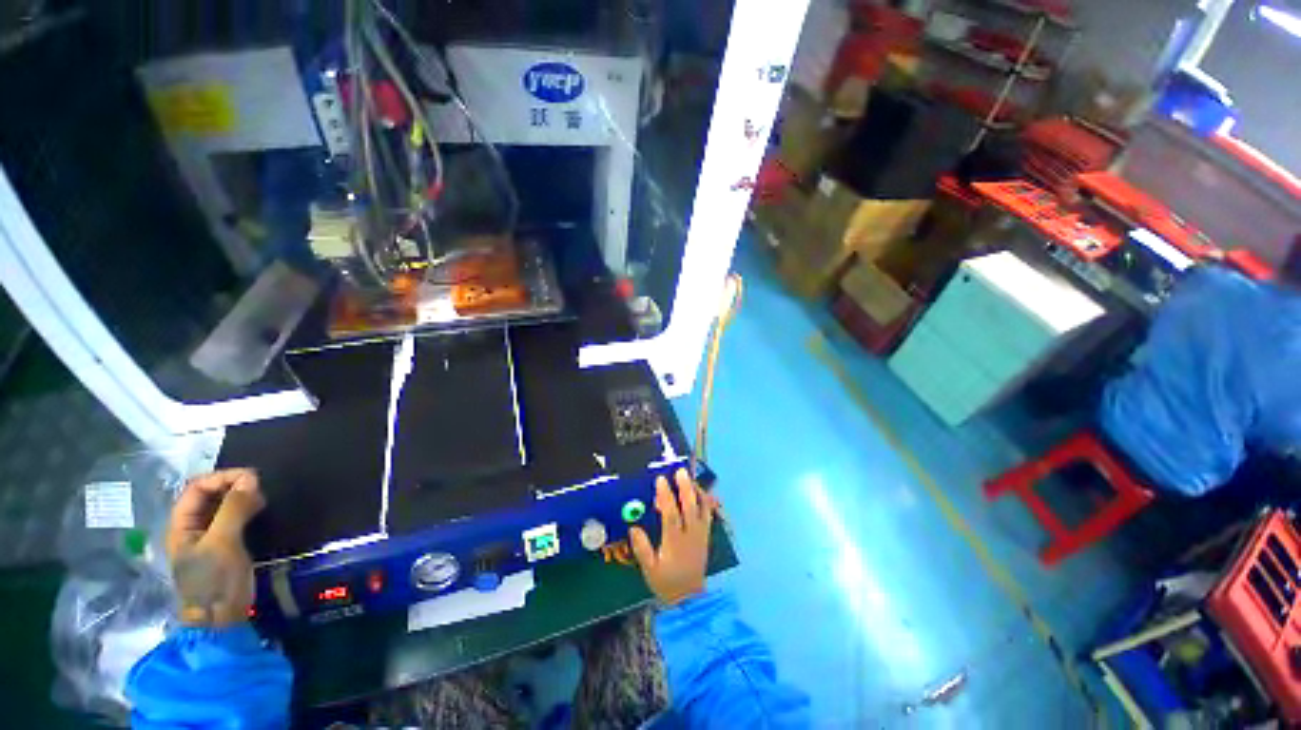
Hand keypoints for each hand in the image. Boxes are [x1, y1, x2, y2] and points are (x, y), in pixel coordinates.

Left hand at [166, 469, 264, 626]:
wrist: (220, 619)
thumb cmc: (215, 581)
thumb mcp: (223, 543)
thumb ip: (233, 509)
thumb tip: (251, 479)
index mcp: (181, 525)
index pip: (197, 488)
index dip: (223, 478)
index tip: (253, 478)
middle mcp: (191, 527)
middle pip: (209, 495)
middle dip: (234, 486)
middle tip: (260, 489)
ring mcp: (208, 538)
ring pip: (222, 506)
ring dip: (242, 497)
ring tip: (263, 499)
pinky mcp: (225, 546)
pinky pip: (233, 518)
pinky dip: (247, 509)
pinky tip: (260, 511)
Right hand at [629, 469, 719, 605]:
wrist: (689, 599)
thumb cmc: (666, 584)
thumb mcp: (649, 570)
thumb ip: (642, 549)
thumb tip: (633, 528)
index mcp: (675, 543)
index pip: (671, 515)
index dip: (665, 496)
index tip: (661, 480)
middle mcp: (690, 535)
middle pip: (689, 507)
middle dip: (685, 487)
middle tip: (680, 471)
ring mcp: (701, 535)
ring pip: (702, 508)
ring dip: (697, 491)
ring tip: (690, 478)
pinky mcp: (706, 536)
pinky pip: (708, 515)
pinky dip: (706, 501)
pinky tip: (701, 492)